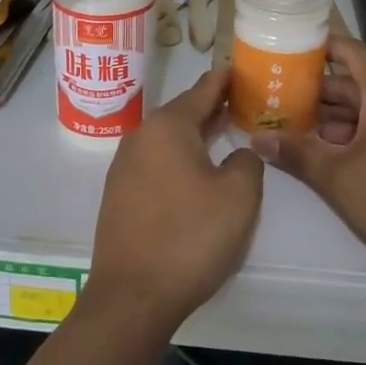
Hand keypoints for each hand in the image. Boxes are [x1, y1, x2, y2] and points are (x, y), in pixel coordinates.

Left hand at [85, 68, 262, 334]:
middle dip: (212, 108)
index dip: (225, 79)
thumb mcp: (239, 196)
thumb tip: (237, 154)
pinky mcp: (119, 194)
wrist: (132, 297)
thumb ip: (246, 161)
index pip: (202, 90)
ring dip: (196, 135)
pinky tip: (196, 172)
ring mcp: (124, 166)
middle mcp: (141, 137)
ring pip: (168, 139)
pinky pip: (156, 162)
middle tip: (243, 102)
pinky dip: (179, 158)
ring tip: (223, 133)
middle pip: (183, 113)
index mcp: (168, 127)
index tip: (240, 67)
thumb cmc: (190, 237)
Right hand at [252, 37, 365, 291]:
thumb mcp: (338, 178)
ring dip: (334, 117)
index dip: (320, 47)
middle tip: (277, 97)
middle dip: (317, 90)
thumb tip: (257, 139)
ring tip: (294, 127)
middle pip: (357, 83)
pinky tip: (329, 154)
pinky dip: (356, 134)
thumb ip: (297, 153)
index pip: (352, 52)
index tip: (287, 49)